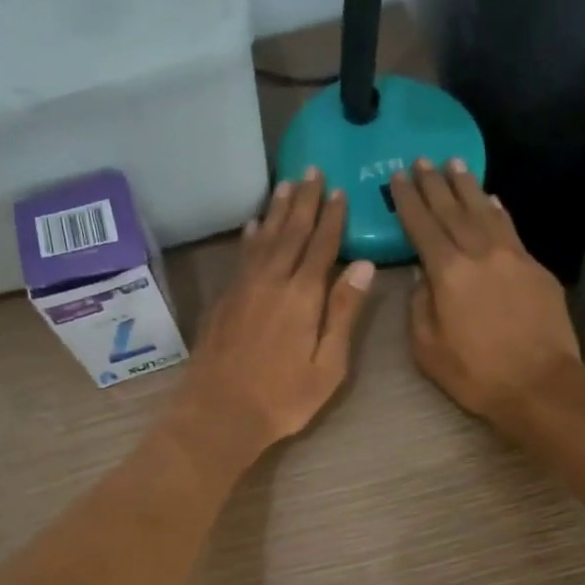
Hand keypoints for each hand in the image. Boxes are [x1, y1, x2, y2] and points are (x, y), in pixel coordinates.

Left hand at [172, 171, 375, 466]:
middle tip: (312, 171)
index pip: (322, 245)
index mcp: (302, 296)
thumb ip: (344, 313)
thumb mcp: (328, 365)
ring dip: (277, 210)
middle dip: (304, 201)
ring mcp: (242, 288)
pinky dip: (250, 237)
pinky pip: (241, 257)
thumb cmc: (283, 398)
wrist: (220, 413)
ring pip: (264, 239)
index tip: (340, 191)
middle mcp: (271, 281)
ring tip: (286, 185)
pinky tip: (254, 226)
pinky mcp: (223, 300)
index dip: (332, 218)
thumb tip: (365, 267)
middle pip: (290, 232)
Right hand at [393, 159, 583, 430]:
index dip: (408, 201)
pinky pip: (511, 229)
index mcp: (448, 273)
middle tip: (421, 161)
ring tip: (454, 164)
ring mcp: (513, 257)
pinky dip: (497, 210)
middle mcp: (480, 254)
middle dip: (434, 184)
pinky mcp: (536, 268)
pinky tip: (491, 199)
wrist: (540, 384)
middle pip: (453, 210)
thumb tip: (423, 276)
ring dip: (467, 186)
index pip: (423, 227)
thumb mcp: (428, 349)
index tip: (397, 176)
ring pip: (485, 211)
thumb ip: (420, 306)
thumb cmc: (476, 373)